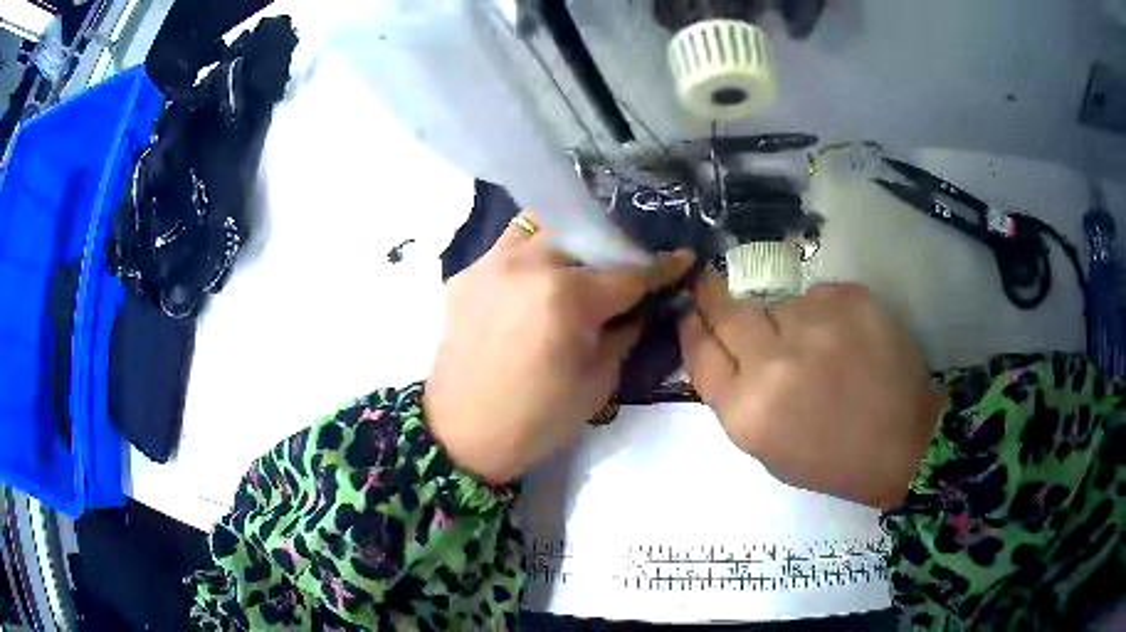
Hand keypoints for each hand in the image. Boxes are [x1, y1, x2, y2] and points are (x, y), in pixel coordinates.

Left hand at [425, 215, 693, 484]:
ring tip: (577, 266)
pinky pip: (508, 247)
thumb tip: (643, 305)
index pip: (629, 273)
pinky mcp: (466, 274)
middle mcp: (528, 264)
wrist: (462, 435)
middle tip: (623, 271)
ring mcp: (491, 263)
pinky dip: (532, 255)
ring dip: (568, 242)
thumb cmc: (537, 419)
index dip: (662, 268)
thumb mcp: (598, 381)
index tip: (683, 259)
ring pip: (541, 227)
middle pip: (586, 236)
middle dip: (613, 250)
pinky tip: (537, 282)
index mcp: (567, 297)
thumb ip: (626, 331)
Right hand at [679, 273, 945, 507]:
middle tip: (711, 285)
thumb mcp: (766, 447)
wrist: (903, 443)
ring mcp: (815, 324)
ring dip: (784, 320)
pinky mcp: (850, 299)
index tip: (690, 310)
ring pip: (778, 304)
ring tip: (816, 348)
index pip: (699, 351)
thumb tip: (721, 346)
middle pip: (728, 311)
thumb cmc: (831, 459)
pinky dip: (822, 314)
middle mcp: (774, 362)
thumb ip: (735, 397)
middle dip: (714, 297)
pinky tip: (844, 340)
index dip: (691, 326)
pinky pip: (817, 296)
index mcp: (747, 410)